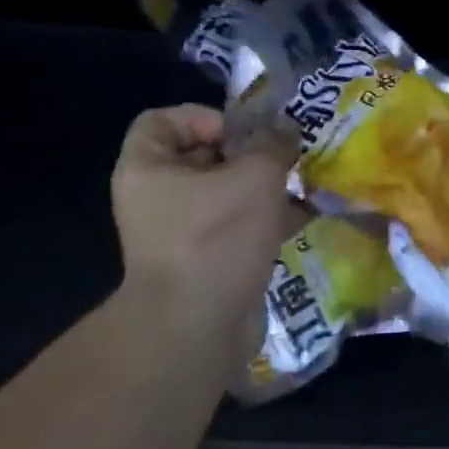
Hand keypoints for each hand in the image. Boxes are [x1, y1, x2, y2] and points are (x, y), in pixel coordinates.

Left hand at [112, 106, 302, 333]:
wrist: (195, 331)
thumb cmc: (216, 239)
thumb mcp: (255, 176)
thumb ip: (273, 143)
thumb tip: (284, 129)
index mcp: (147, 168)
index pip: (162, 120)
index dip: (204, 116)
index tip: (242, 134)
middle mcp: (155, 197)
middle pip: (200, 156)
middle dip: (247, 154)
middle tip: (284, 157)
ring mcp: (177, 234)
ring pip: (223, 194)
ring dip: (262, 188)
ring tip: (300, 184)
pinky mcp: (202, 263)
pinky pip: (233, 228)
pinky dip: (263, 221)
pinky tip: (301, 219)